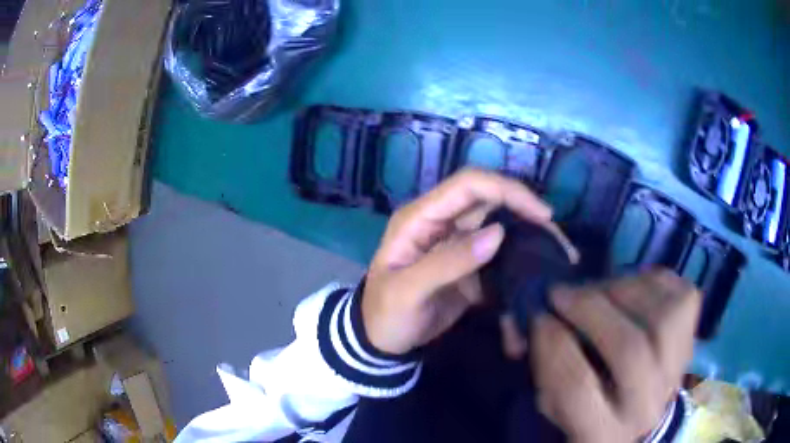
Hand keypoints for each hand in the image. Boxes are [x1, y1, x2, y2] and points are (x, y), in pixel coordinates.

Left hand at [362, 168, 554, 354]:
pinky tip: (539, 268)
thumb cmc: (386, 314)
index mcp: (420, 217)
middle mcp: (441, 221)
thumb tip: (498, 233)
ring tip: (558, 252)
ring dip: (528, 234)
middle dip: (526, 211)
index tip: (542, 215)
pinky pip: (499, 252)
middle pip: (490, 199)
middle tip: (558, 237)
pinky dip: (519, 257)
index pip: (468, 185)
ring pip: (499, 224)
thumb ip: (449, 262)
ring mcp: (456, 242)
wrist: (383, 341)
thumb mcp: (408, 291)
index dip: (507, 191)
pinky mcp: (468, 263)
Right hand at [529, 269, 700, 442]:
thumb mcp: (553, 404)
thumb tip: (523, 322)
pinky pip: (680, 296)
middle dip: (590, 309)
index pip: (576, 387)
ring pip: (663, 317)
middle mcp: (647, 406)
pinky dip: (652, 282)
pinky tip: (631, 288)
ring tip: (600, 289)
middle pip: (629, 349)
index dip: (552, 344)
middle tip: (562, 292)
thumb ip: (538, 366)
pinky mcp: (694, 338)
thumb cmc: (591, 407)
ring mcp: (678, 371)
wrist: (642, 411)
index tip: (537, 316)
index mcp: (601, 433)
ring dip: (624, 290)